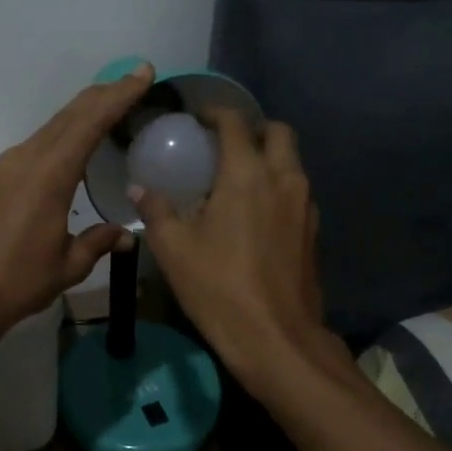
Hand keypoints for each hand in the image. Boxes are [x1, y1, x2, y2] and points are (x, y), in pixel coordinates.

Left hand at [0, 64, 153, 342]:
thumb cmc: (17, 282)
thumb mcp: (67, 265)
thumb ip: (97, 242)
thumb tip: (125, 235)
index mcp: (49, 174)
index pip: (90, 122)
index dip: (118, 95)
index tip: (141, 73)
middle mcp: (25, 159)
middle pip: (69, 115)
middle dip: (103, 95)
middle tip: (133, 80)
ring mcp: (5, 167)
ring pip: (50, 128)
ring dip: (81, 114)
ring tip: (109, 107)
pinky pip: (36, 145)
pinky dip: (61, 134)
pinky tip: (72, 146)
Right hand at [133, 109, 333, 387]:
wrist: (276, 338)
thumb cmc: (219, 287)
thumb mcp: (174, 249)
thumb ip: (156, 210)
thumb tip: (138, 188)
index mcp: (247, 174)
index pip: (235, 123)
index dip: (215, 112)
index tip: (197, 117)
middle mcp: (283, 179)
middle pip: (278, 132)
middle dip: (252, 128)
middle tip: (223, 143)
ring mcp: (304, 204)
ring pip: (292, 161)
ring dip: (269, 156)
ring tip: (236, 175)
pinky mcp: (313, 230)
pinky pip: (296, 189)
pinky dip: (278, 184)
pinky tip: (254, 210)